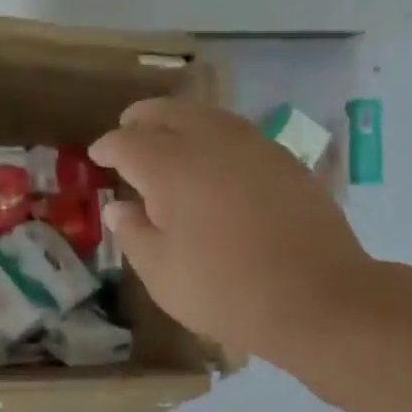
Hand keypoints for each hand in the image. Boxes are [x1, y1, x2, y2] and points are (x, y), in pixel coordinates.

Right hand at [90, 99, 372, 366]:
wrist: (315, 298)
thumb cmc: (223, 291)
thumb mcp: (161, 272)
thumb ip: (134, 233)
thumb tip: (119, 207)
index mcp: (171, 168)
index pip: (128, 143)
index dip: (108, 147)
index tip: (97, 155)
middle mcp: (212, 144)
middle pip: (170, 113)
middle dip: (144, 118)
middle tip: (129, 127)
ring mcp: (255, 148)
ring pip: (209, 117)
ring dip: (182, 121)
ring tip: (170, 137)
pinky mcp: (286, 162)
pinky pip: (240, 135)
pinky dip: (217, 137)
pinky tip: (217, 160)